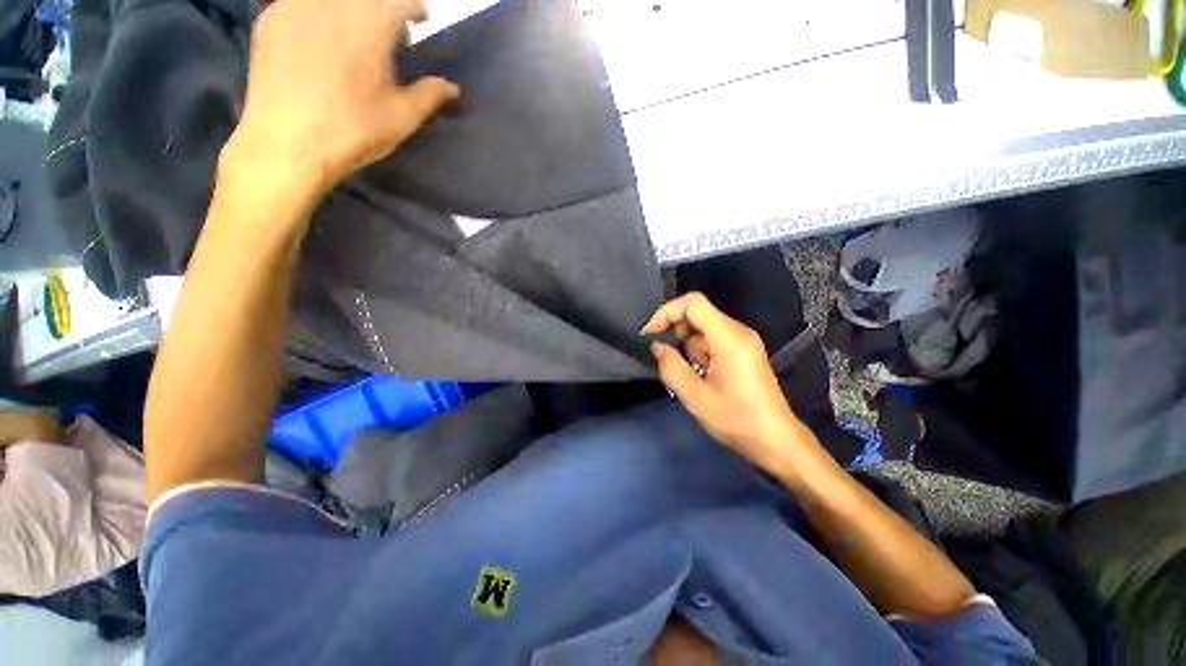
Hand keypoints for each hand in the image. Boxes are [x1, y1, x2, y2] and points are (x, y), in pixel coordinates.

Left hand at [226, 0, 459, 197]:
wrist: (286, 144)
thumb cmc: (353, 130)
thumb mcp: (402, 118)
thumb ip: (430, 95)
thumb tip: (452, 87)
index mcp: (370, 24)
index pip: (401, 0)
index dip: (415, 7)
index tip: (421, 20)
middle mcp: (333, 4)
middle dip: (384, 8)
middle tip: (391, 30)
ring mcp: (297, 7)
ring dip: (352, 10)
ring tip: (357, 33)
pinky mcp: (271, 20)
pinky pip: (302, 3)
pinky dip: (320, 12)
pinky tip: (323, 37)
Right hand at [641, 293, 814, 472]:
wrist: (776, 440)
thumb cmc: (737, 420)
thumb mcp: (695, 397)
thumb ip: (671, 368)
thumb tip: (657, 347)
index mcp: (729, 338)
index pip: (693, 303)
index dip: (666, 312)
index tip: (649, 334)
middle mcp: (738, 331)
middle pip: (697, 313)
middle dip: (674, 331)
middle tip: (662, 357)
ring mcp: (742, 340)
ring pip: (702, 328)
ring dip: (685, 345)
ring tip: (685, 374)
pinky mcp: (743, 350)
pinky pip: (711, 339)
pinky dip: (697, 351)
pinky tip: (697, 374)